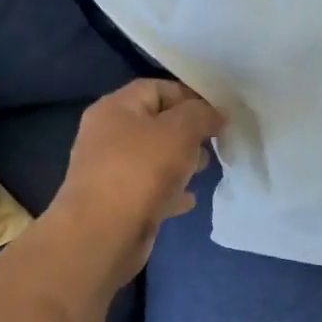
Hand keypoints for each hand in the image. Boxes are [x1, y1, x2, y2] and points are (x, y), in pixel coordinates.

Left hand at [43, 79, 224, 286]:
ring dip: (182, 161)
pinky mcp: (118, 202)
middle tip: (215, 144)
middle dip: (189, 132)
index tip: (218, 115)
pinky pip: (151, 188)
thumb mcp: (180, 131)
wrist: (104, 233)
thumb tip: (215, 114)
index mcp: (116, 108)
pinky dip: (172, 190)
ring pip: (155, 157)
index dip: (190, 96)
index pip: (157, 88)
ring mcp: (111, 170)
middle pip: (156, 123)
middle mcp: (108, 135)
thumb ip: (201, 114)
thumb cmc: (141, 171)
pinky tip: (190, 199)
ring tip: (205, 170)